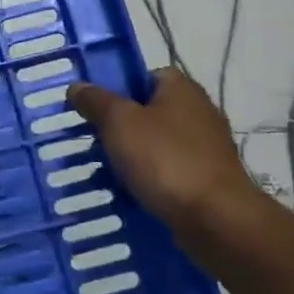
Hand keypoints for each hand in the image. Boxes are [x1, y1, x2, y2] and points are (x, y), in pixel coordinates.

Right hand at [69, 68, 260, 233]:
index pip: (144, 76)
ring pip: (154, 145)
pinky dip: (148, 179)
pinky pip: (167, 172)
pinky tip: (128, 193)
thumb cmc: (165, 159)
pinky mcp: (206, 178)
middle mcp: (198, 112)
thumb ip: (96, 101)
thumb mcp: (119, 122)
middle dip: (118, 128)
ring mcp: (205, 147)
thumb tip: (78, 86)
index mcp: (181, 88)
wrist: (215, 218)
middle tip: (92, 143)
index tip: (93, 110)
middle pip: (147, 111)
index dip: (117, 89)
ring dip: (130, 157)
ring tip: (103, 174)